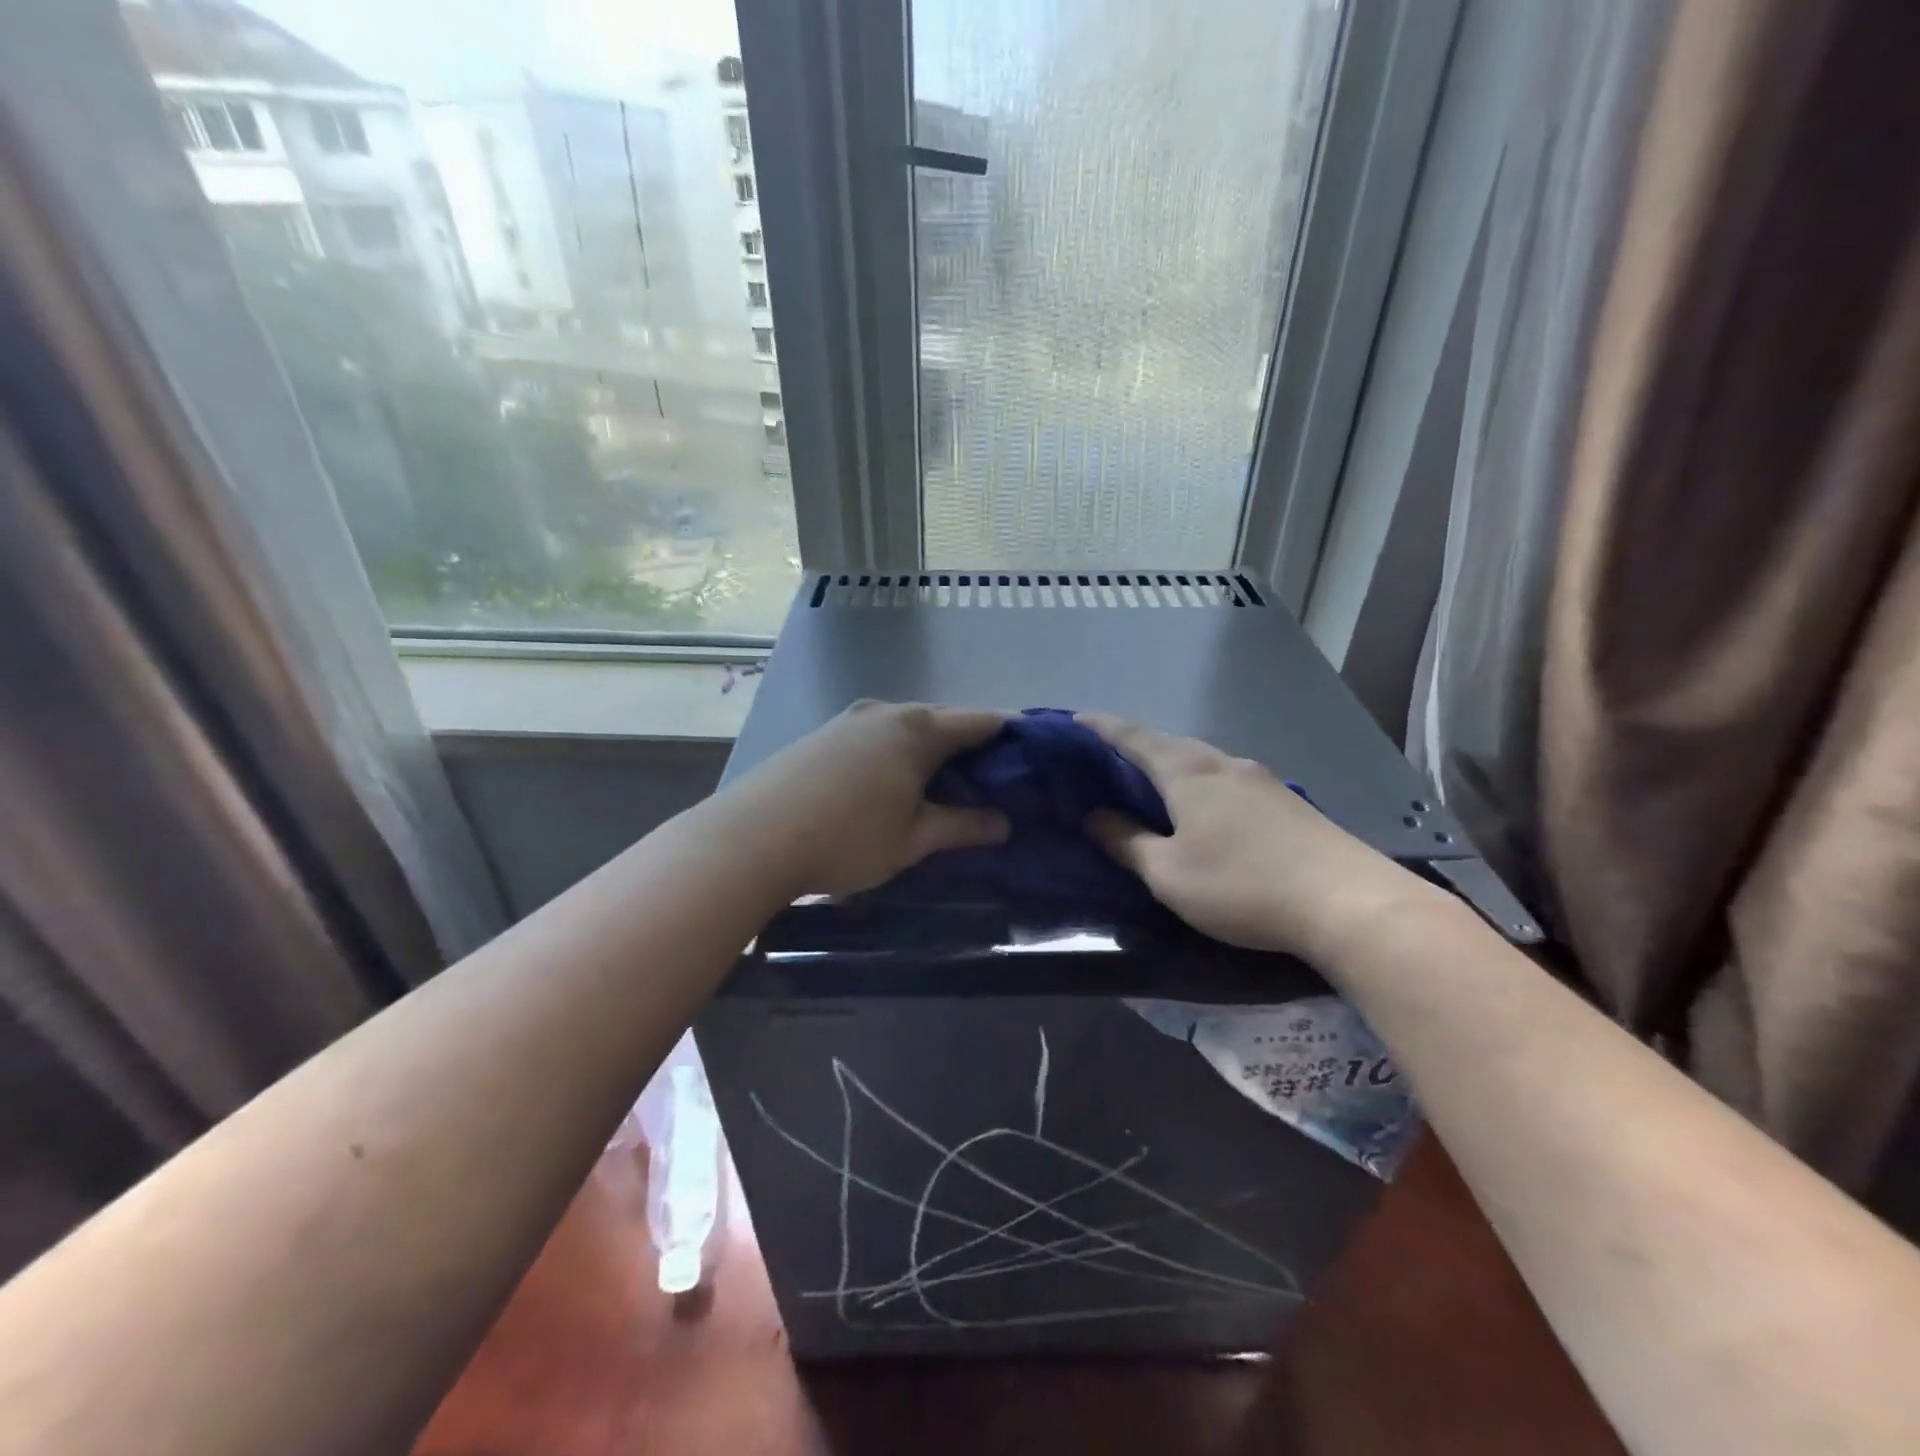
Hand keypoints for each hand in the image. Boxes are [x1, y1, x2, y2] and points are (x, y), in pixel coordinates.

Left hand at [727, 701, 1009, 898]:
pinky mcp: (824, 734)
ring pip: (908, 726)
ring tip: (947, 783)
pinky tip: (895, 781)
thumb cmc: (846, 838)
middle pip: (944, 719)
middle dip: (972, 744)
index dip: (1011, 735)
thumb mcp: (913, 839)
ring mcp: (850, 719)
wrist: (751, 837)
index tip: (1032, 756)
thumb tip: (1004, 822)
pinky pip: (878, 735)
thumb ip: (963, 826)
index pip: (980, 721)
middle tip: (993, 779)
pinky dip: (899, 752)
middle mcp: (887, 711)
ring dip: (932, 748)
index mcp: (918, 729)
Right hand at [1080, 713, 1437, 962]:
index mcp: (1188, 773)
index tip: (1076, 720)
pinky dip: (1202, 783)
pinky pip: (1228, 780)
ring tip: (1152, 782)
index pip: (1134, 739)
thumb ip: (1128, 842)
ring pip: (1204, 761)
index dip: (1102, 729)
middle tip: (1109, 757)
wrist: (1348, 902)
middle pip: (1171, 744)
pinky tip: (1205, 807)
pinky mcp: (1287, 802)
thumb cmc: (1242, 885)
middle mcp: (1224, 764)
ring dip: (1173, 765)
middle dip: (1137, 746)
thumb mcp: (1169, 873)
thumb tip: (1095, 817)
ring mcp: (1261, 780)